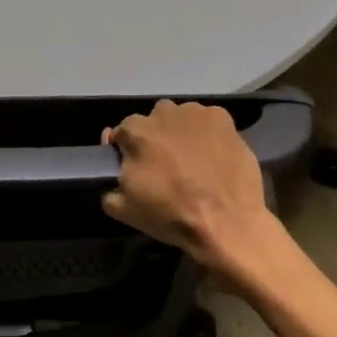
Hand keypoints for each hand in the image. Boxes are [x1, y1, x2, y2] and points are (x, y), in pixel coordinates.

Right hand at [102, 100, 279, 281]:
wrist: (227, 224)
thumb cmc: (172, 216)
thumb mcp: (124, 209)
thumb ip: (108, 185)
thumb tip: (115, 170)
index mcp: (135, 132)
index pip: (123, 132)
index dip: (128, 150)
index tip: (137, 167)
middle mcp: (162, 113)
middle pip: (153, 121)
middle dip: (156, 138)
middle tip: (168, 165)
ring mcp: (194, 113)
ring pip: (181, 118)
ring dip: (182, 132)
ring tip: (194, 160)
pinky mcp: (222, 119)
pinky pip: (208, 121)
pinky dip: (208, 133)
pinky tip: (214, 155)